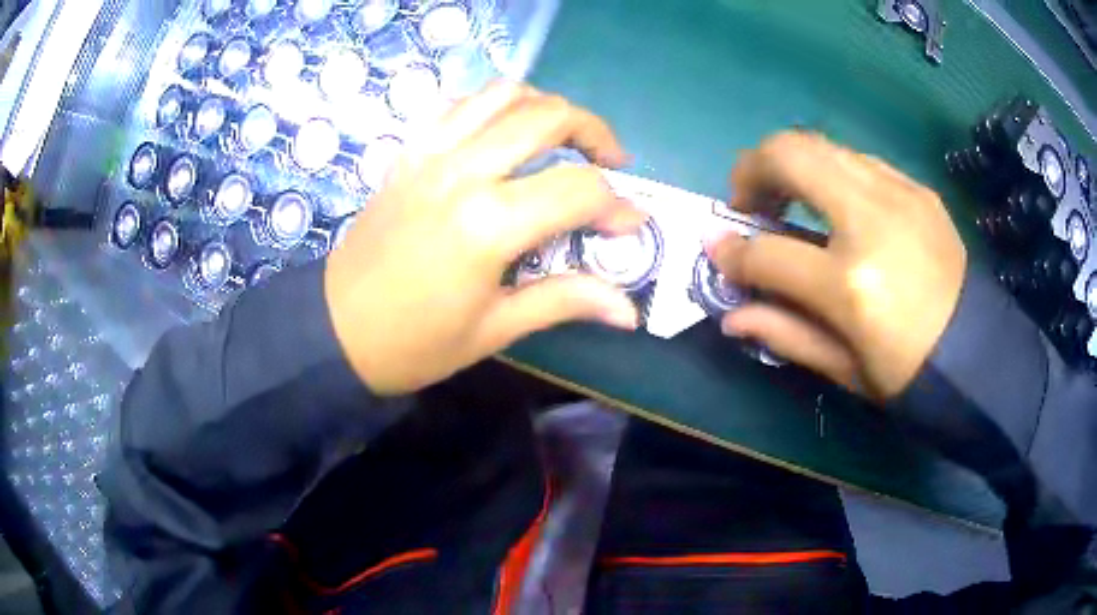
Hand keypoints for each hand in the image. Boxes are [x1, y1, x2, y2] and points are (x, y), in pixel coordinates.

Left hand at [325, 83, 646, 395]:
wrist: (335, 329)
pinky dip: (494, 106)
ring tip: (563, 138)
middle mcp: (462, 172)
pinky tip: (505, 133)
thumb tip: (629, 311)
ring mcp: (430, 154)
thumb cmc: (415, 343)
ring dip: (546, 107)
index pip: (578, 189)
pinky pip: (459, 105)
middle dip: (594, 132)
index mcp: (488, 223)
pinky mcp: (409, 153)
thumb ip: (565, 301)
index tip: (632, 225)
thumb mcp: (495, 330)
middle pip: (547, 116)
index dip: (617, 205)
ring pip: (503, 95)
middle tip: (612, 162)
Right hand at [709, 131, 966, 398]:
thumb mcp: (843, 369)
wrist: (978, 353)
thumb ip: (783, 332)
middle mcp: (872, 220)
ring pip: (822, 146)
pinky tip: (839, 207)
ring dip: (792, 166)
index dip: (732, 252)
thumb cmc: (909, 373)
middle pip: (789, 154)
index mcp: (851, 284)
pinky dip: (832, 174)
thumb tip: (729, 315)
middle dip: (751, 169)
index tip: (719, 251)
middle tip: (749, 203)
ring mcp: (899, 194)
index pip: (767, 252)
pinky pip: (859, 161)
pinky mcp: (917, 189)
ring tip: (791, 201)